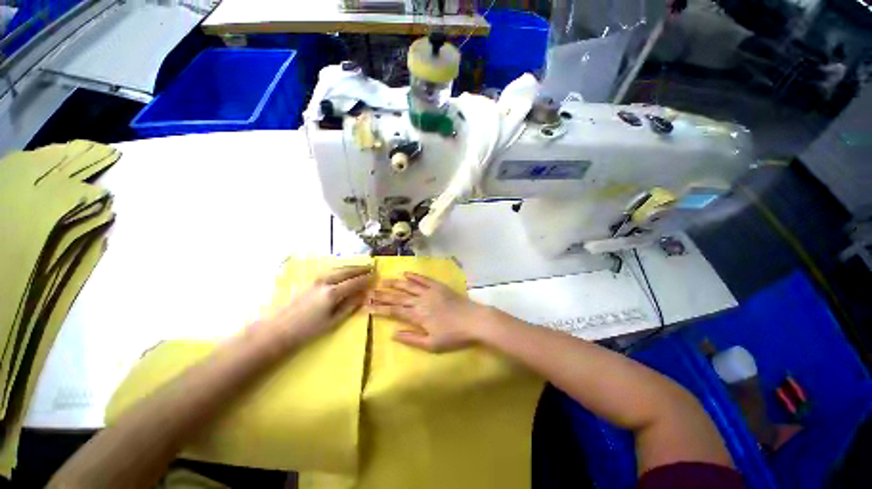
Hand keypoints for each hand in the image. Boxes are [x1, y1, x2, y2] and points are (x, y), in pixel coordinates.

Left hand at [257, 266, 372, 349]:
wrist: (279, 329)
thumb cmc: (308, 330)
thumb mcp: (333, 321)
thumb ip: (350, 306)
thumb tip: (363, 296)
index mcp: (333, 293)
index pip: (355, 281)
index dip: (367, 278)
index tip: (376, 275)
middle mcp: (326, 282)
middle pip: (347, 271)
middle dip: (360, 268)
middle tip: (371, 267)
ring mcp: (317, 280)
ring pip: (338, 268)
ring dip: (351, 266)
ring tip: (361, 267)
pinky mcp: (310, 281)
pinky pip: (331, 270)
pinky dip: (341, 268)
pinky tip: (344, 271)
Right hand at [367, 272, 491, 351]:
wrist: (474, 320)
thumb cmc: (454, 335)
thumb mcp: (432, 345)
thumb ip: (411, 339)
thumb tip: (393, 334)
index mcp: (417, 316)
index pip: (394, 311)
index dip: (380, 308)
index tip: (367, 306)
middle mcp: (420, 301)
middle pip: (398, 297)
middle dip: (383, 295)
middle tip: (370, 291)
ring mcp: (430, 291)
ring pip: (408, 286)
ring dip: (395, 283)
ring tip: (383, 280)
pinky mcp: (439, 286)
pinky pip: (423, 279)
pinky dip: (414, 276)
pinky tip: (406, 273)